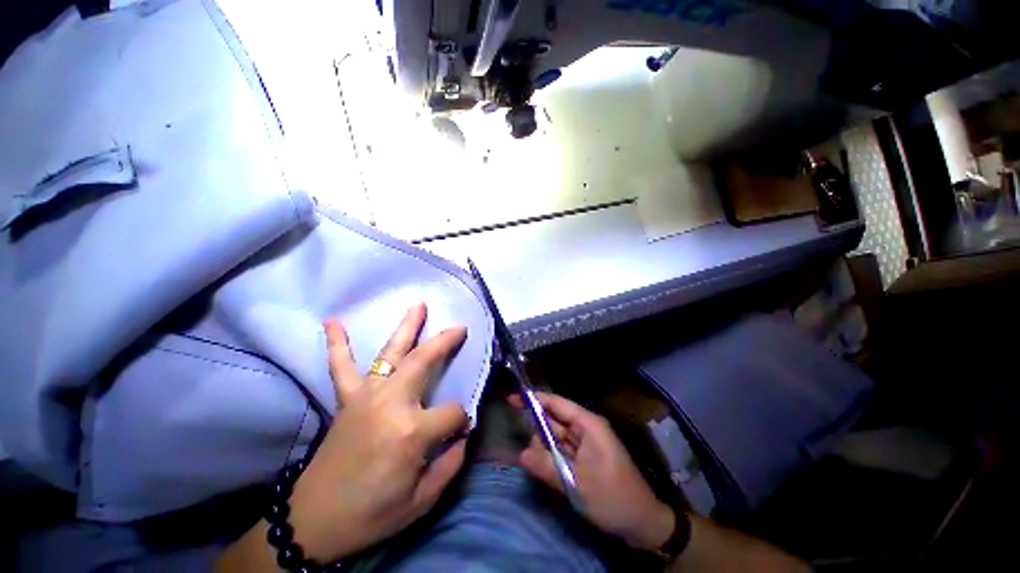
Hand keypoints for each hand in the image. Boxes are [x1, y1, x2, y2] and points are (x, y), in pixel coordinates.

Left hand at [287, 304, 468, 562]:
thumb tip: (463, 435)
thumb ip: (451, 464)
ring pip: (391, 353)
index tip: (460, 432)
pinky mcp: (347, 400)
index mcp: (412, 432)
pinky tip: (332, 322)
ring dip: (406, 327)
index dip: (461, 421)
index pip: (454, 412)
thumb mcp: (422, 500)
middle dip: (446, 341)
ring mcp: (366, 397)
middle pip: (425, 361)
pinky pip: (341, 367)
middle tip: (460, 327)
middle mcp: (391, 403)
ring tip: (417, 305)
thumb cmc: (372, 514)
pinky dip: (337, 344)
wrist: (314, 522)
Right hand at [510, 392, 674, 550]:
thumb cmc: (611, 497)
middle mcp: (586, 428)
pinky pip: (562, 450)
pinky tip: (544, 468)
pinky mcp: (585, 457)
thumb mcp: (576, 483)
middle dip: (537, 430)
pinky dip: (551, 457)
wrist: (642, 523)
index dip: (534, 399)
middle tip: (526, 450)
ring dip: (544, 448)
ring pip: (556, 436)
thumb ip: (546, 466)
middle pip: (554, 419)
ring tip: (539, 467)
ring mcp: (586, 443)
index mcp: (588, 424)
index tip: (512, 399)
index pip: (556, 403)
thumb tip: (520, 454)